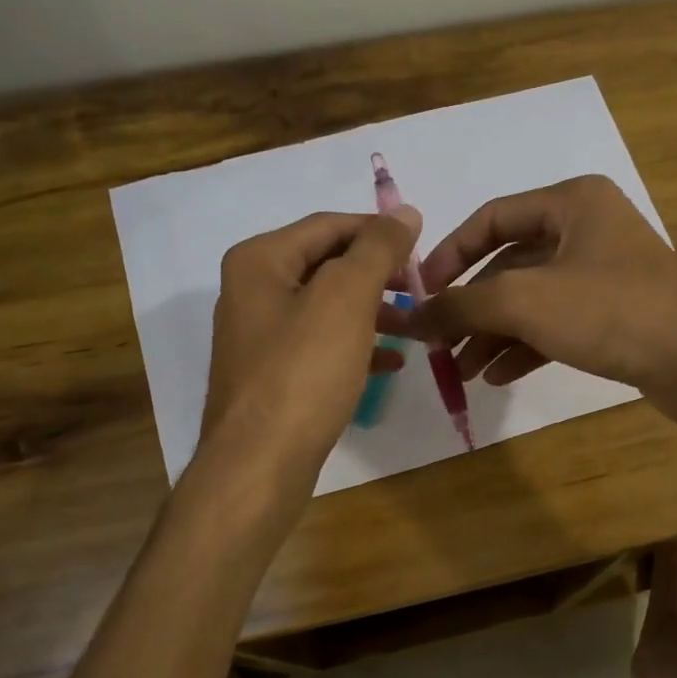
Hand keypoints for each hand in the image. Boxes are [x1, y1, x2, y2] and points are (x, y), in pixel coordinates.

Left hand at [203, 206, 422, 484]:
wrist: (259, 464)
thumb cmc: (302, 372)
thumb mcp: (345, 299)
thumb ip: (377, 250)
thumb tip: (405, 213)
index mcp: (260, 261)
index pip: (329, 225)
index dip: (379, 231)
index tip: (423, 249)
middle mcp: (253, 291)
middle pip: (327, 265)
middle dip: (377, 274)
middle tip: (421, 289)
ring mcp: (261, 337)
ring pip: (327, 308)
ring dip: (373, 311)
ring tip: (415, 326)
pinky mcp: (274, 377)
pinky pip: (322, 346)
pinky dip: (357, 346)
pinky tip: (391, 361)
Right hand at [397, 175, 676, 396]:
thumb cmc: (611, 312)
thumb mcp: (525, 302)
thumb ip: (461, 305)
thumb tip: (409, 317)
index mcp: (571, 203)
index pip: (492, 218)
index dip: (450, 255)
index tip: (420, 293)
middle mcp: (587, 230)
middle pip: (508, 265)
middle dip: (471, 308)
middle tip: (438, 344)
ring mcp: (602, 274)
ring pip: (530, 300)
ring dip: (493, 334)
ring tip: (461, 372)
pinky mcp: (613, 315)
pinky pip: (554, 325)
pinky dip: (524, 347)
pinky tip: (497, 377)